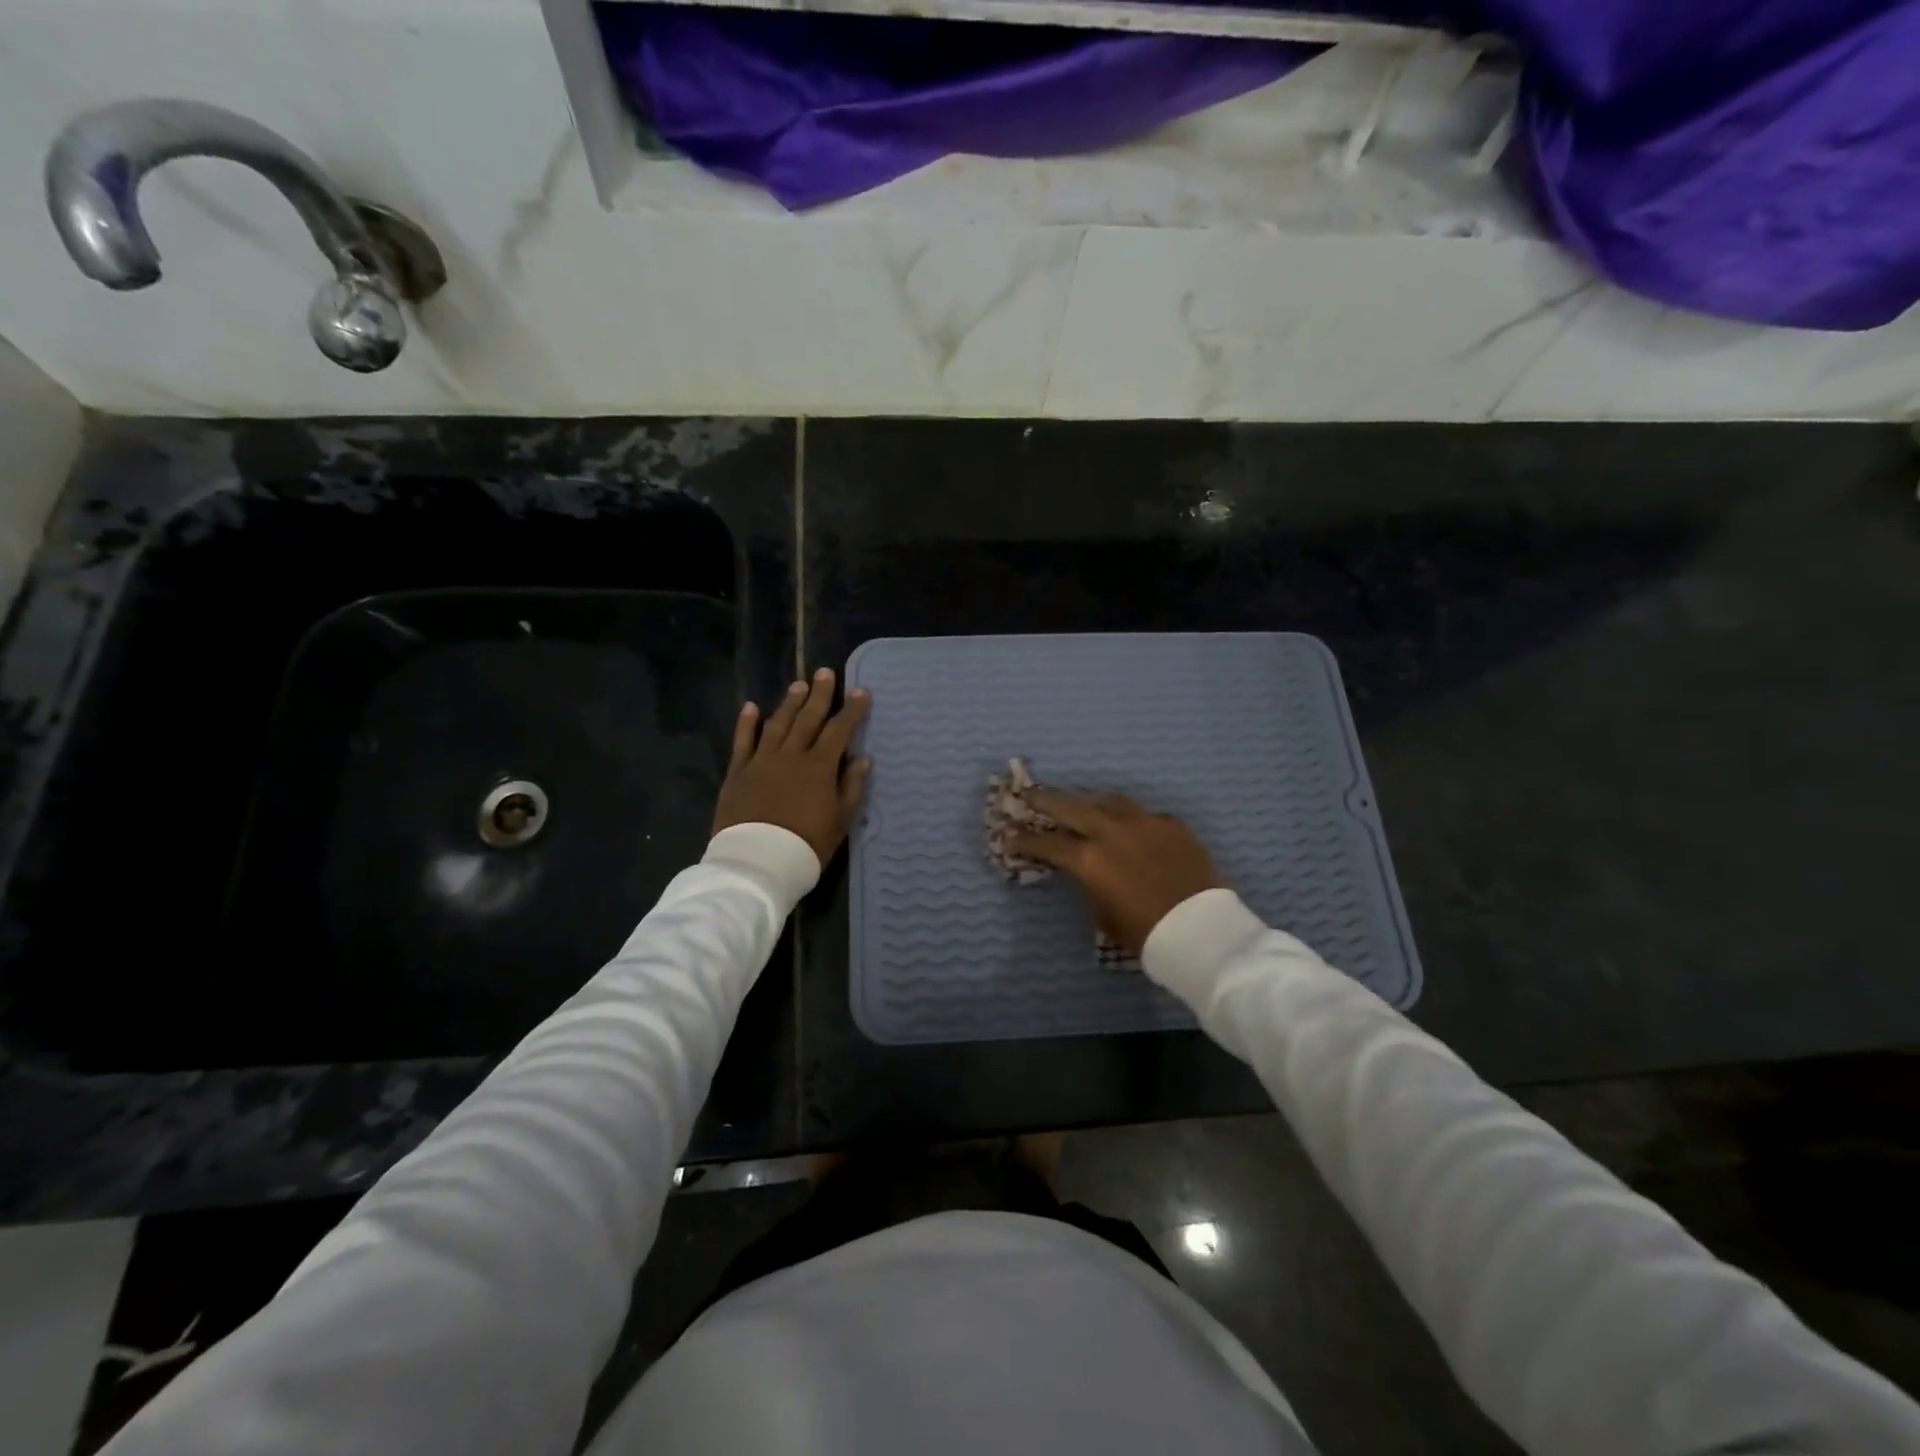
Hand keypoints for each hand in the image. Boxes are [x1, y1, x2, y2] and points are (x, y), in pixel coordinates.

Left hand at [713, 668, 871, 865]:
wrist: (758, 861)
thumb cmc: (806, 845)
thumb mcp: (840, 821)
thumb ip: (852, 787)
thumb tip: (862, 758)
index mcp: (819, 767)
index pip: (840, 730)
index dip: (852, 710)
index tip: (861, 691)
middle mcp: (791, 755)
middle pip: (808, 719)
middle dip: (820, 695)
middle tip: (826, 673)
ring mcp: (761, 761)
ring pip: (778, 724)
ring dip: (789, 703)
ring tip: (799, 685)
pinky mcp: (738, 772)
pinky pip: (743, 741)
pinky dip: (747, 723)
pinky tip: (751, 707)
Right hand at [1012, 791, 1222, 954]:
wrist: (1202, 931)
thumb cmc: (1146, 934)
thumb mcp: (1103, 914)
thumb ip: (1090, 883)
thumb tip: (1088, 869)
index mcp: (1089, 858)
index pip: (1047, 843)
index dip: (1025, 840)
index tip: (1009, 835)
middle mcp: (1112, 831)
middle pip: (1070, 806)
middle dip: (1045, 800)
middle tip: (1029, 793)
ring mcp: (1144, 822)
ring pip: (1108, 800)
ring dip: (1089, 801)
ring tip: (1080, 803)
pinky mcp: (1171, 824)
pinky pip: (1143, 814)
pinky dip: (1128, 818)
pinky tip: (1129, 826)